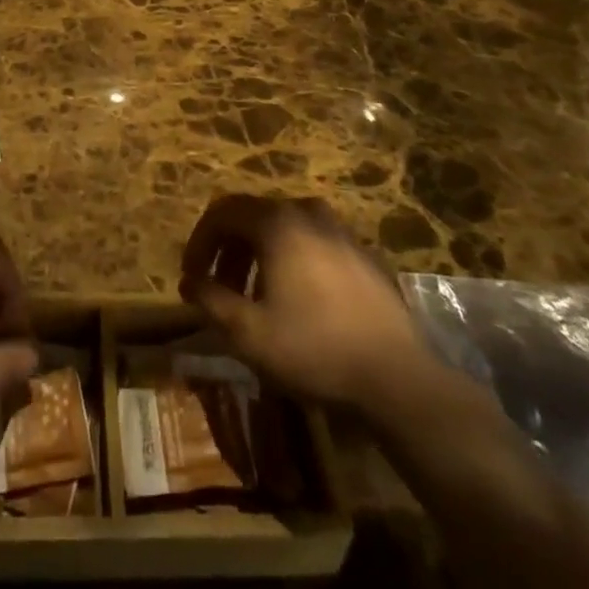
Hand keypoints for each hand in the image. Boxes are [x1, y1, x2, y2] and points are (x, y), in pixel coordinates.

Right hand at [179, 194, 423, 411]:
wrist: (398, 377)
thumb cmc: (314, 349)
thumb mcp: (249, 333)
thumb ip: (211, 300)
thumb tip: (190, 280)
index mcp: (276, 222)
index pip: (222, 212)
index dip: (200, 241)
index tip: (191, 276)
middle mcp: (306, 211)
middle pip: (253, 216)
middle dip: (228, 250)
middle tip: (218, 288)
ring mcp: (339, 229)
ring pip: (285, 229)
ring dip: (259, 255)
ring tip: (254, 297)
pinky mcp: (362, 253)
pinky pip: (313, 243)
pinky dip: (292, 260)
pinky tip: (296, 300)